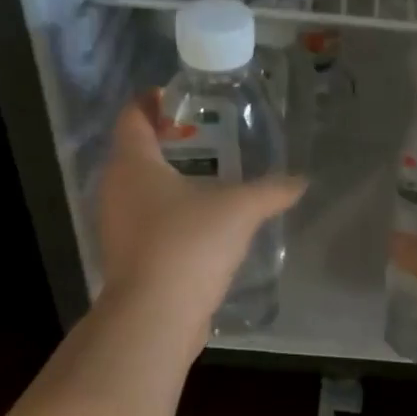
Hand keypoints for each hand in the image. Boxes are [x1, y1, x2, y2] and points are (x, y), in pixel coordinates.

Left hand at [96, 94, 305, 335]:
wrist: (155, 315)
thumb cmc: (189, 244)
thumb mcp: (239, 210)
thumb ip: (270, 191)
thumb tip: (301, 181)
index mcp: (132, 164)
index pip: (132, 116)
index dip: (152, 102)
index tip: (179, 100)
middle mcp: (115, 189)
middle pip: (135, 153)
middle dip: (167, 143)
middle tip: (206, 140)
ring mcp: (116, 227)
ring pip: (140, 191)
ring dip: (168, 183)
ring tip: (209, 181)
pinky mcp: (127, 258)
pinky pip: (146, 224)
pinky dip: (168, 216)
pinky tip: (201, 226)